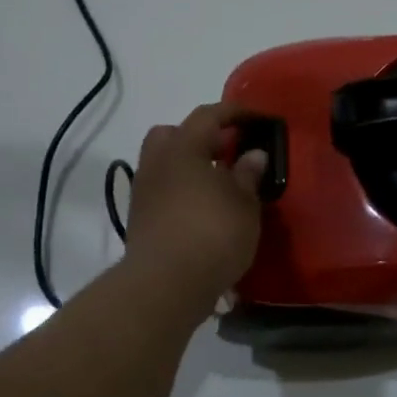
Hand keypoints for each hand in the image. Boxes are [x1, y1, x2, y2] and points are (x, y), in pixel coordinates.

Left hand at [121, 101, 267, 312]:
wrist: (166, 284)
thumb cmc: (213, 234)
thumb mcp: (244, 204)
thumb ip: (248, 175)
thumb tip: (253, 154)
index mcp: (183, 148)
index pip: (208, 116)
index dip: (234, 113)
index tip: (256, 118)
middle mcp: (157, 163)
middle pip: (173, 134)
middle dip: (200, 136)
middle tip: (227, 151)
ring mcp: (144, 192)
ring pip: (164, 164)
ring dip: (189, 166)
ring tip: (218, 184)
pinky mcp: (140, 220)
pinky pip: (162, 191)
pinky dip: (181, 191)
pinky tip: (203, 209)